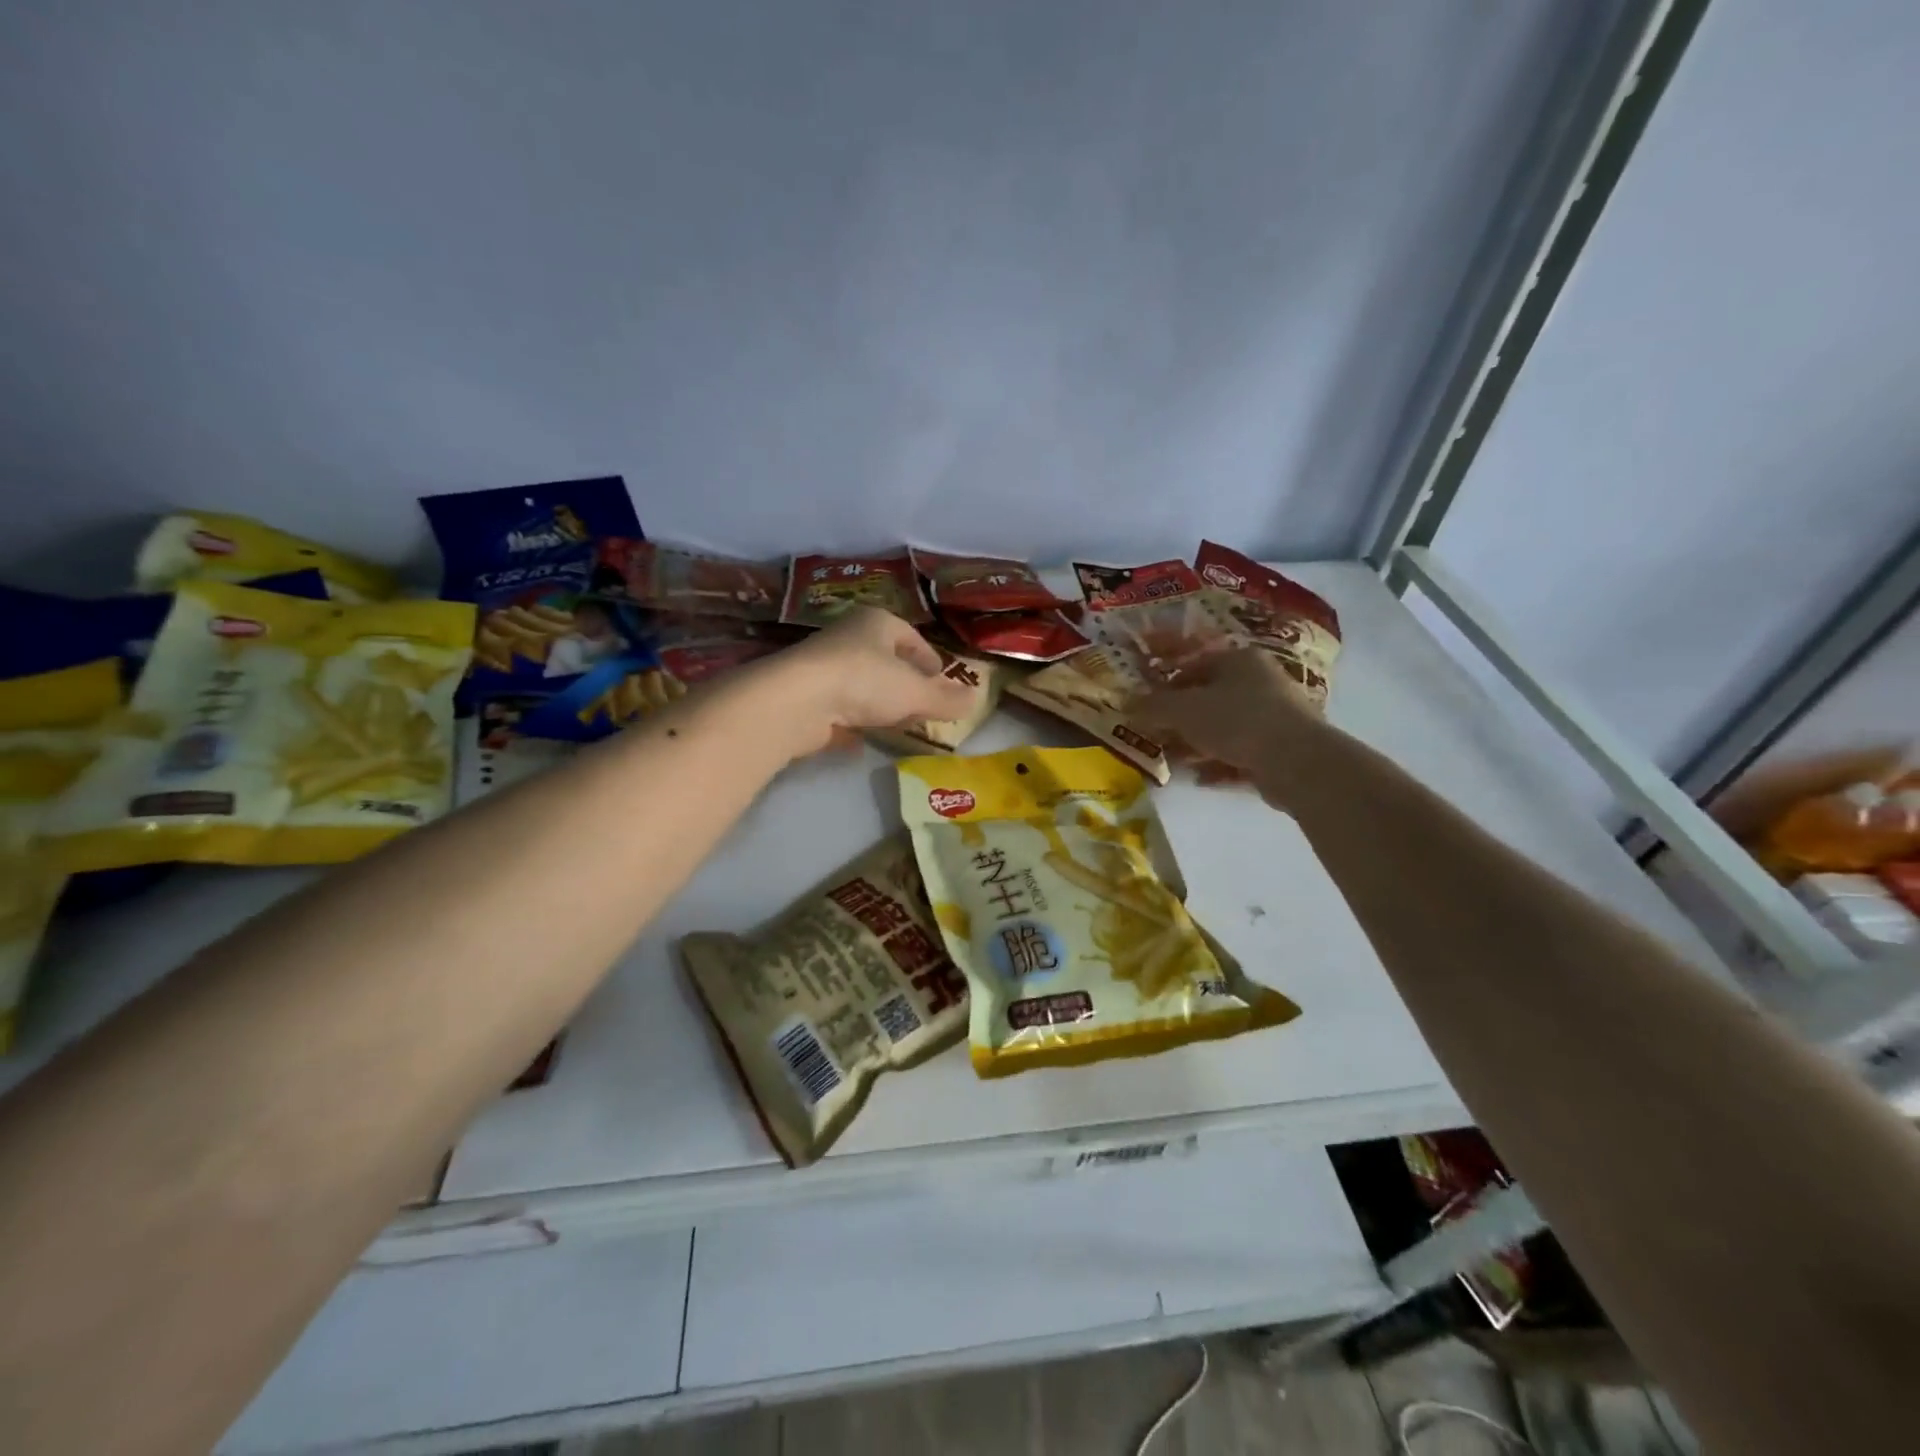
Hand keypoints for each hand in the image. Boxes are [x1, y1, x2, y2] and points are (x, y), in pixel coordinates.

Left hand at [755, 608, 978, 757]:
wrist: (798, 700)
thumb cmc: (865, 681)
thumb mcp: (916, 692)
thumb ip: (945, 698)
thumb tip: (975, 700)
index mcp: (877, 622)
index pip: (910, 637)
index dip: (928, 659)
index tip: (941, 680)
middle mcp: (848, 637)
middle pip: (886, 661)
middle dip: (905, 684)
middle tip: (923, 707)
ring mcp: (823, 667)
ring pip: (862, 684)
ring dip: (879, 703)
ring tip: (896, 725)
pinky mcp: (806, 696)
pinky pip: (838, 707)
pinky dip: (851, 720)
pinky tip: (859, 739)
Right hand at [1135, 648, 1325, 788]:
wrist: (1297, 761)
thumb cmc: (1236, 720)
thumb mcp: (1183, 710)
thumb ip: (1152, 706)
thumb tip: (1124, 702)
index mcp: (1239, 660)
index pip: (1194, 662)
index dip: (1166, 681)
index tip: (1146, 702)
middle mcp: (1259, 681)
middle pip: (1209, 697)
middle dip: (1180, 717)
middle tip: (1156, 733)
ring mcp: (1274, 715)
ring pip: (1224, 726)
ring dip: (1196, 743)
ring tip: (1174, 759)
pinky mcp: (1280, 748)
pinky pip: (1240, 752)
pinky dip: (1219, 763)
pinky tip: (1200, 778)